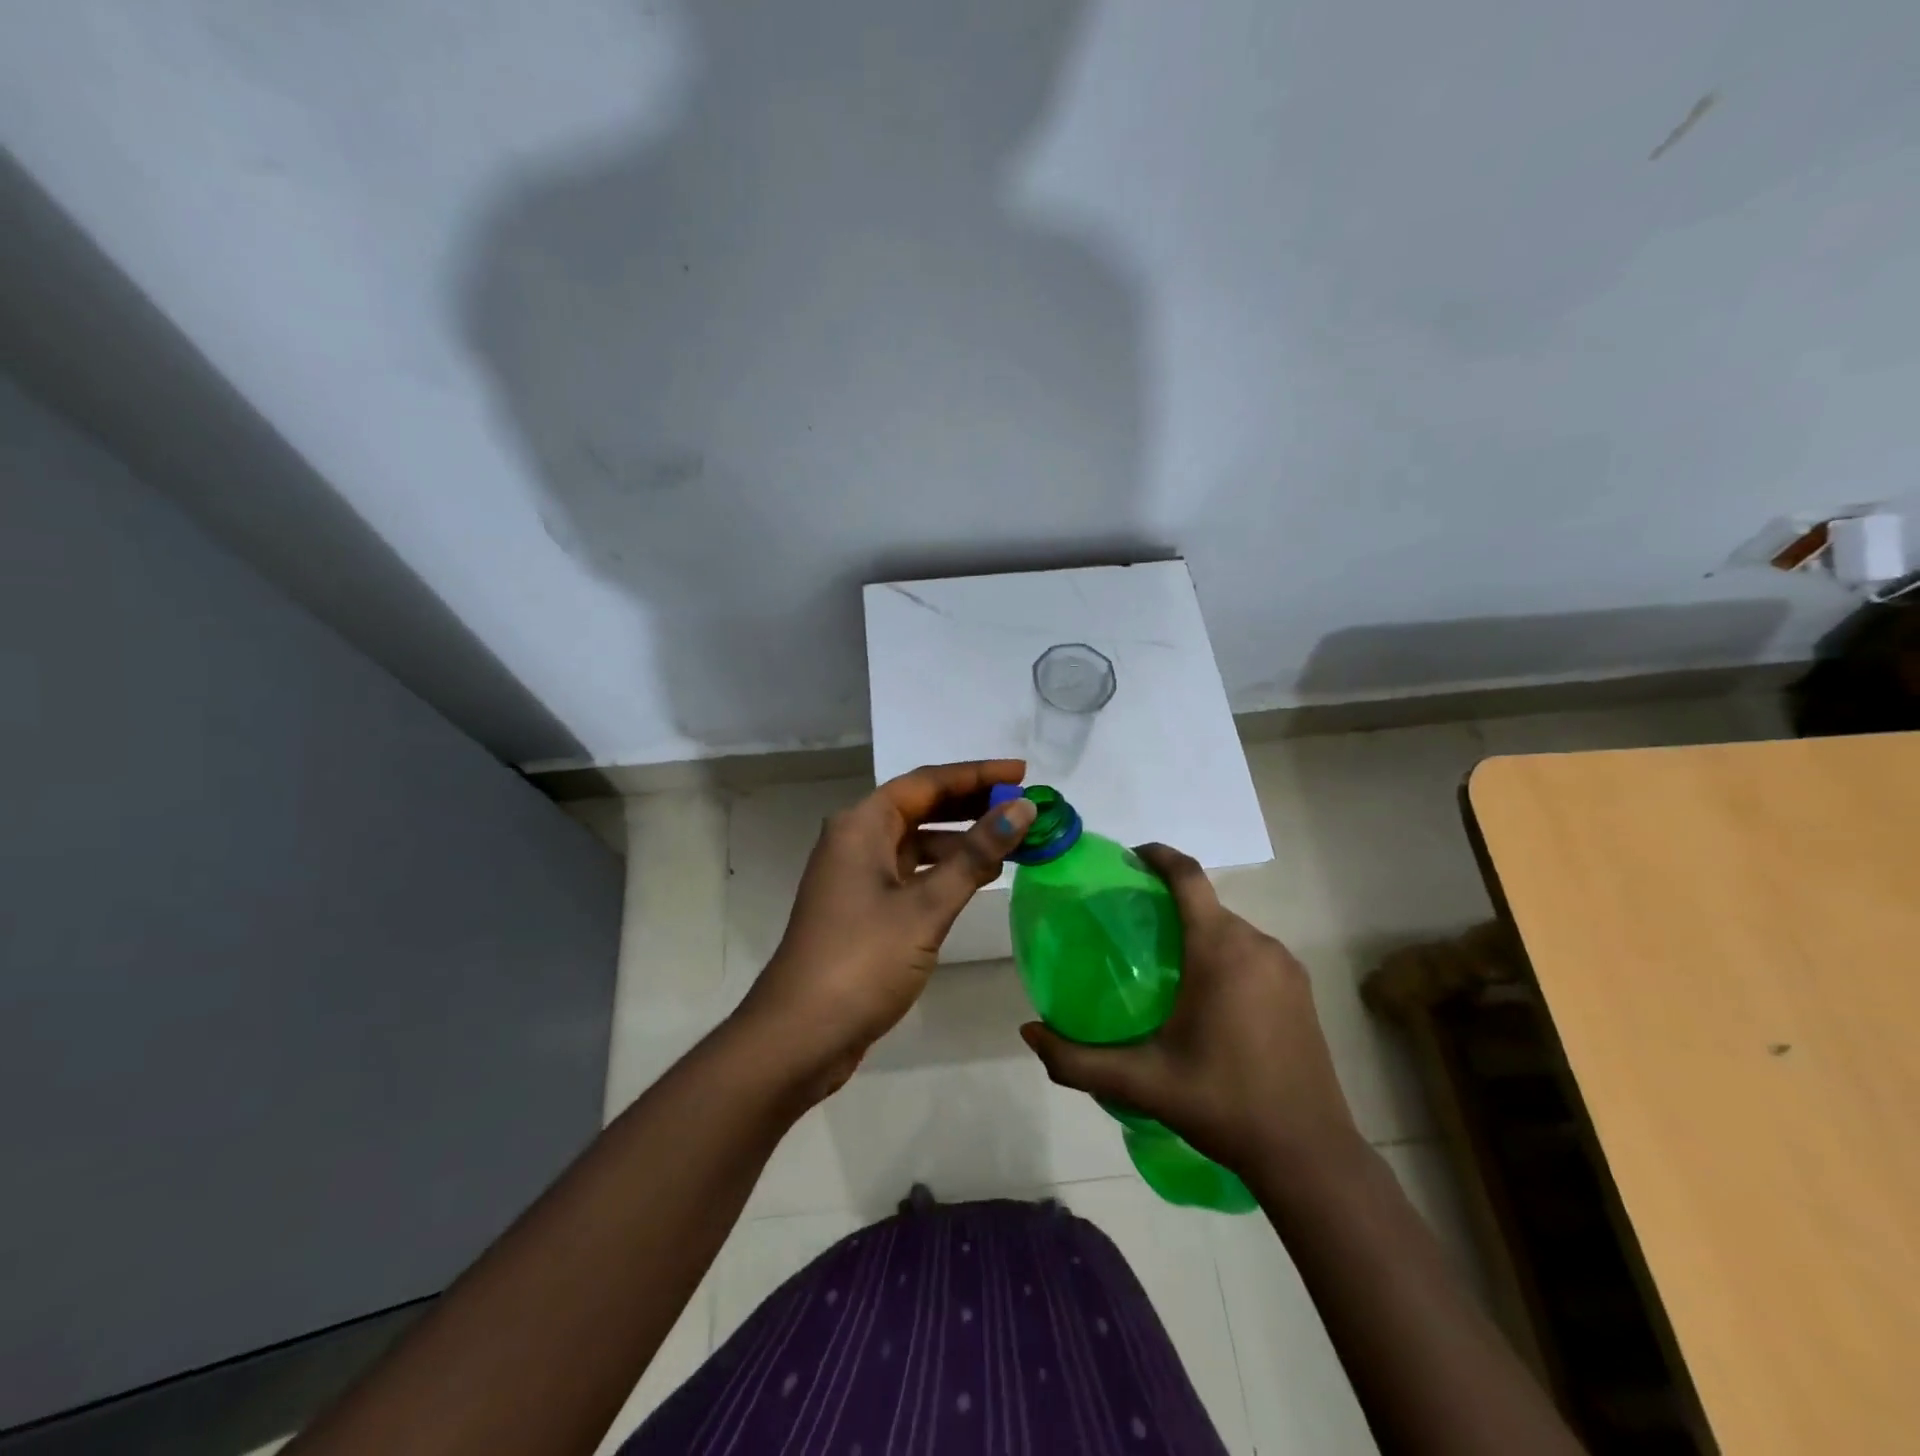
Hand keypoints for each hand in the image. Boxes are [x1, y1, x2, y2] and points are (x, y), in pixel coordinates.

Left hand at [735, 760, 1037, 1101]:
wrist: (801, 1034)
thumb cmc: (863, 960)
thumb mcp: (926, 906)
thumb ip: (975, 855)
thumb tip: (1021, 809)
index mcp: (862, 825)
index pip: (927, 782)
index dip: (977, 774)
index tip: (1022, 773)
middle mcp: (855, 839)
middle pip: (920, 805)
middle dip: (971, 803)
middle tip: (1021, 804)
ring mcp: (856, 874)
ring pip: (916, 840)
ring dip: (960, 838)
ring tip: (1010, 840)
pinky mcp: (862, 906)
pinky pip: (910, 870)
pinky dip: (943, 868)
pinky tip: (976, 877)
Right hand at [1020, 843, 1359, 1177]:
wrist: (1309, 1155)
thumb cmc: (1222, 1105)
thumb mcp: (1142, 1082)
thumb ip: (1077, 1059)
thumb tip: (1028, 1032)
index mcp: (1220, 951)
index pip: (1187, 876)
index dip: (1157, 855)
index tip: (1128, 858)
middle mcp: (1258, 944)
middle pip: (1206, 903)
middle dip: (1169, 902)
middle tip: (1130, 927)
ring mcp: (1286, 966)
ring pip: (1230, 927)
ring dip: (1197, 930)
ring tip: (1163, 962)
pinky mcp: (1302, 988)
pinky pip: (1253, 951)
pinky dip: (1224, 953)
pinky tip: (1206, 994)